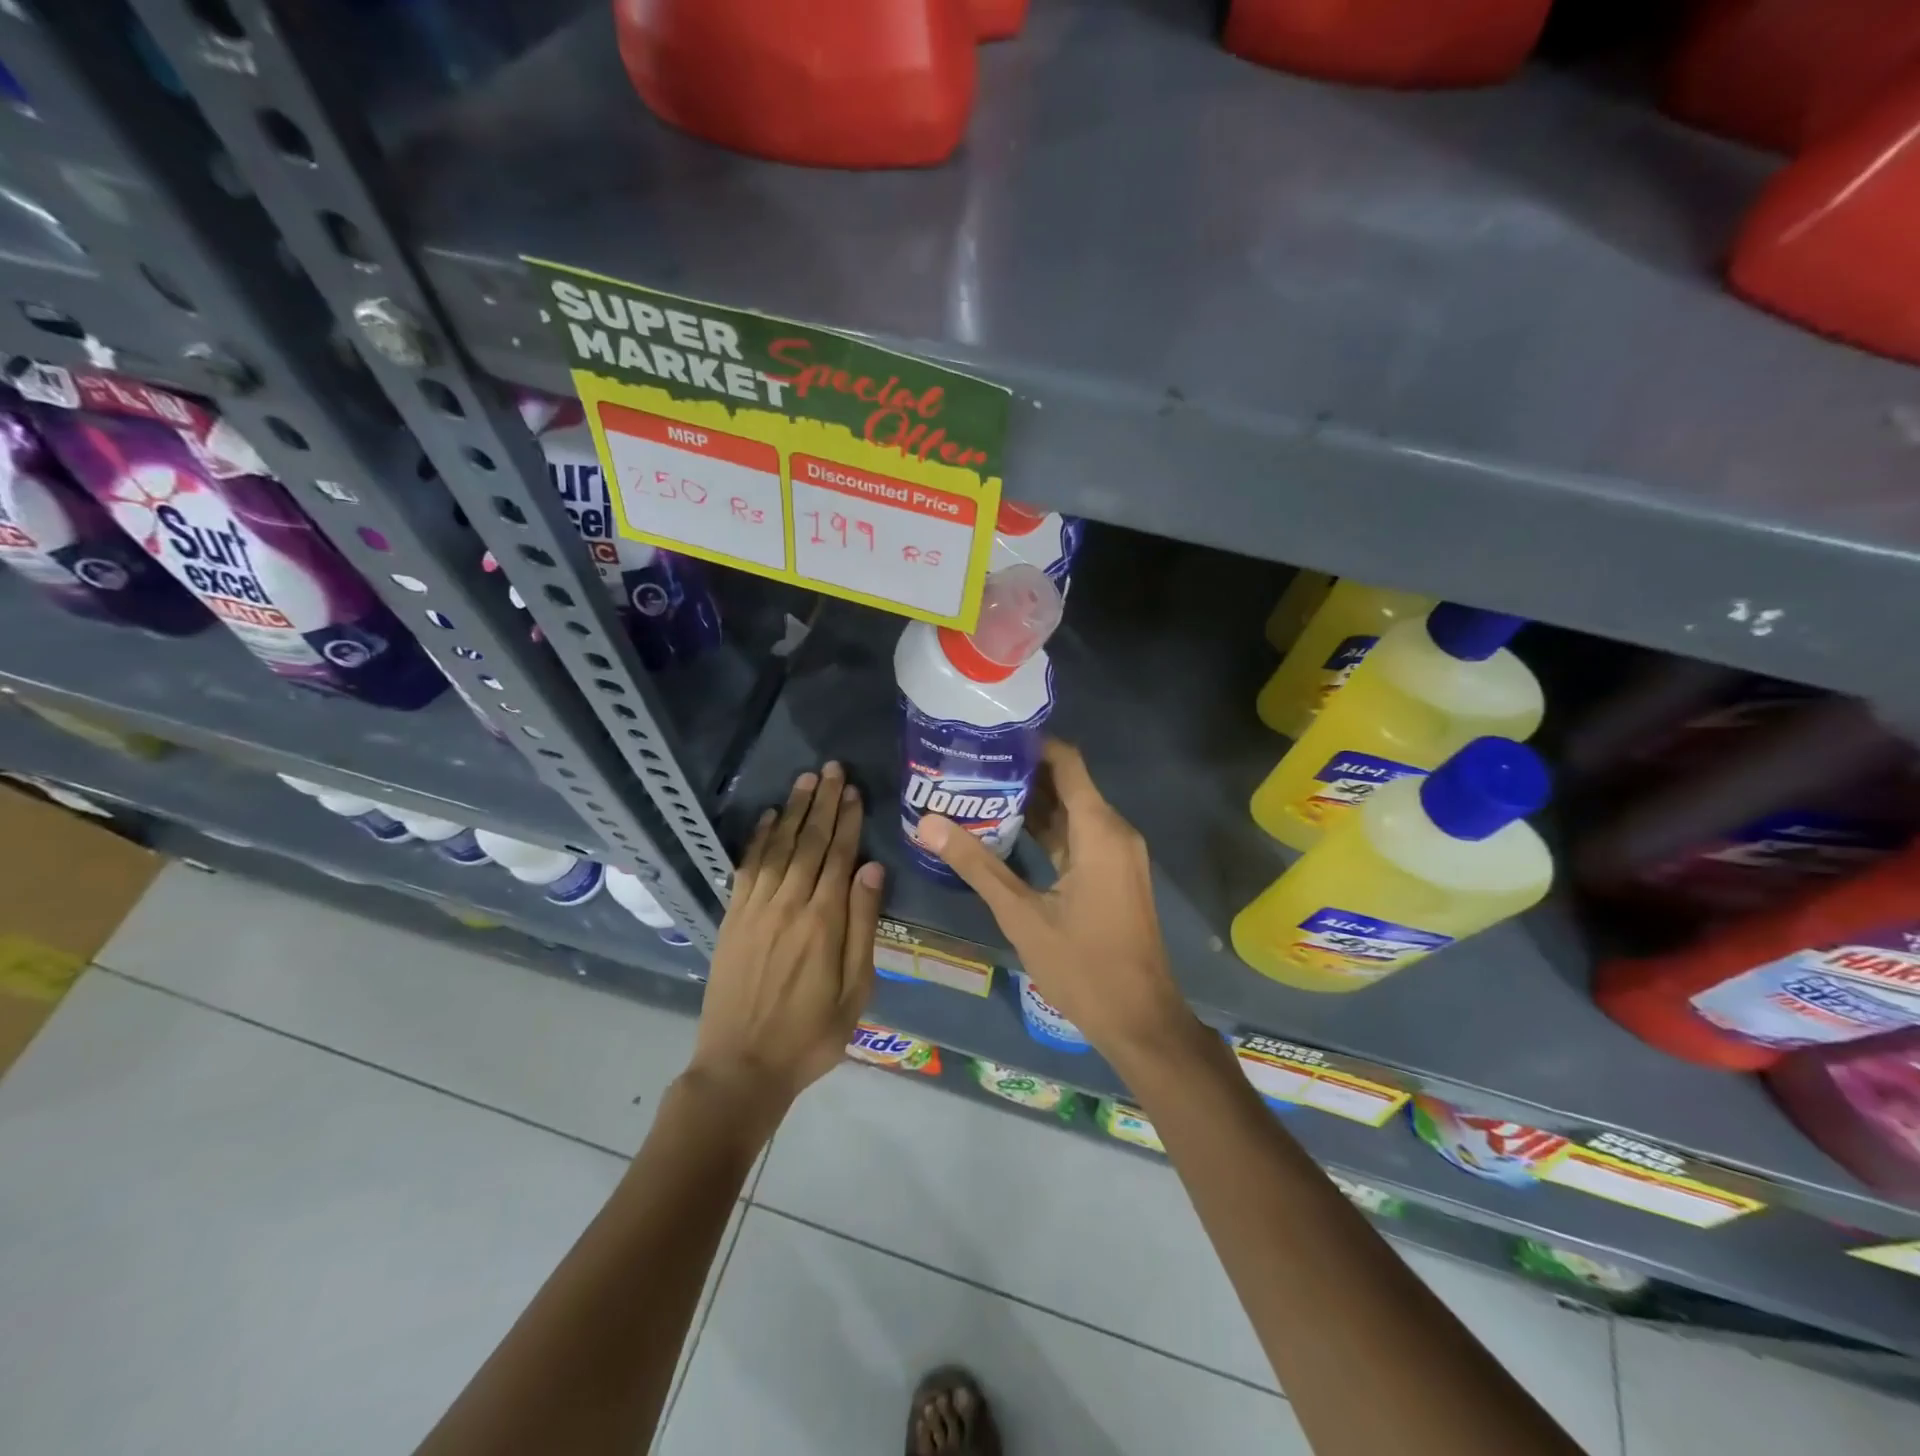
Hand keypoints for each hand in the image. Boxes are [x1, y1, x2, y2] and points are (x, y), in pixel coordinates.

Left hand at [685, 763, 883, 1120]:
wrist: (742, 1067)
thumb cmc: (811, 1034)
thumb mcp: (855, 990)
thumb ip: (863, 926)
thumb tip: (873, 869)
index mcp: (823, 921)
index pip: (839, 856)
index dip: (847, 820)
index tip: (853, 790)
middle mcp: (789, 904)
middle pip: (809, 842)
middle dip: (822, 803)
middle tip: (831, 769)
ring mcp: (756, 909)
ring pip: (779, 847)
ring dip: (793, 811)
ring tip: (805, 781)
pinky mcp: (732, 919)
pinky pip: (747, 869)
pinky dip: (759, 840)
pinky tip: (768, 818)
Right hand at [918, 740, 1195, 1065]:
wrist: (1141, 1021)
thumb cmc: (1084, 967)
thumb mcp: (1022, 915)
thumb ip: (976, 865)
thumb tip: (928, 823)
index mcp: (1099, 830)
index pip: (1066, 761)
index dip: (1030, 745)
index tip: (987, 739)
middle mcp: (1114, 831)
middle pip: (1067, 784)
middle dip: (1021, 774)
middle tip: (969, 767)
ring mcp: (1117, 854)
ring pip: (1071, 813)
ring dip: (1031, 804)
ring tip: (977, 793)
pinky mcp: (1113, 874)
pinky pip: (1078, 838)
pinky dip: (1045, 832)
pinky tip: (1005, 833)